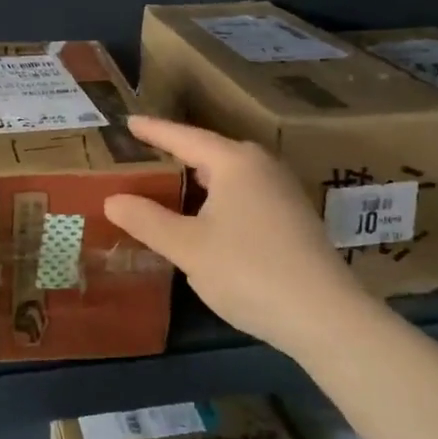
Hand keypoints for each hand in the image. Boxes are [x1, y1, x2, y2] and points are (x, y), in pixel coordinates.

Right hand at [104, 116, 367, 360]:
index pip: (184, 138)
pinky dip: (219, 198)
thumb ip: (147, 220)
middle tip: (145, 155)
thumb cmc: (248, 271)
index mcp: (234, 161)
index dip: (154, 131)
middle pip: (210, 152)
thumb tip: (113, 199)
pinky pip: (246, 194)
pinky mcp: (294, 217)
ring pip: (230, 175)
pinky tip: (209, 218)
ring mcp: (283, 191)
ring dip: (200, 180)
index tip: (129, 123)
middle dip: (177, 154)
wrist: (324, 315)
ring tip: (171, 184)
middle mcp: (262, 166)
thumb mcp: (188, 247)